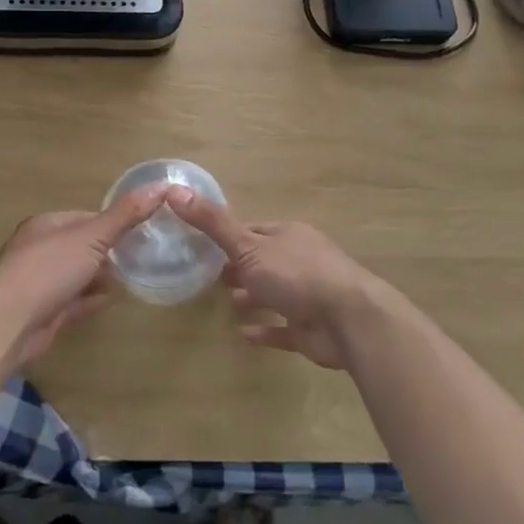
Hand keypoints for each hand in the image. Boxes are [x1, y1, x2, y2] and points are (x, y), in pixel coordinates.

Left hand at [0, 184, 170, 368]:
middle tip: (146, 257)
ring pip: (82, 274)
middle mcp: (42, 250)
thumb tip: (161, 185)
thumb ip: (126, 215)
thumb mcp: (92, 237)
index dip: (115, 223)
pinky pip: (78, 300)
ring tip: (137, 278)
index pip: (88, 218)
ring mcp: (44, 282)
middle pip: (86, 247)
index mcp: (47, 225)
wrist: (10, 324)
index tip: (144, 230)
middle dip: (112, 252)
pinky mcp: (48, 311)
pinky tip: (115, 300)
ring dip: (105, 277)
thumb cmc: (48, 270)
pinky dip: (95, 299)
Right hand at [165, 188, 397, 370]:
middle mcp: (299, 260)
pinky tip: (243, 333)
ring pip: (274, 292)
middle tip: (208, 276)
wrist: (348, 320)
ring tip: (226, 302)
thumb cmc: (296, 274)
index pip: (252, 230)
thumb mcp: (248, 245)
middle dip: (238, 267)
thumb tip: (175, 190)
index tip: (202, 245)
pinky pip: (283, 327)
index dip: (228, 236)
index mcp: (287, 235)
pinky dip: (265, 329)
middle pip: (263, 260)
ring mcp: (308, 295)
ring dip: (252, 296)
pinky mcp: (311, 328)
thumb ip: (213, 223)